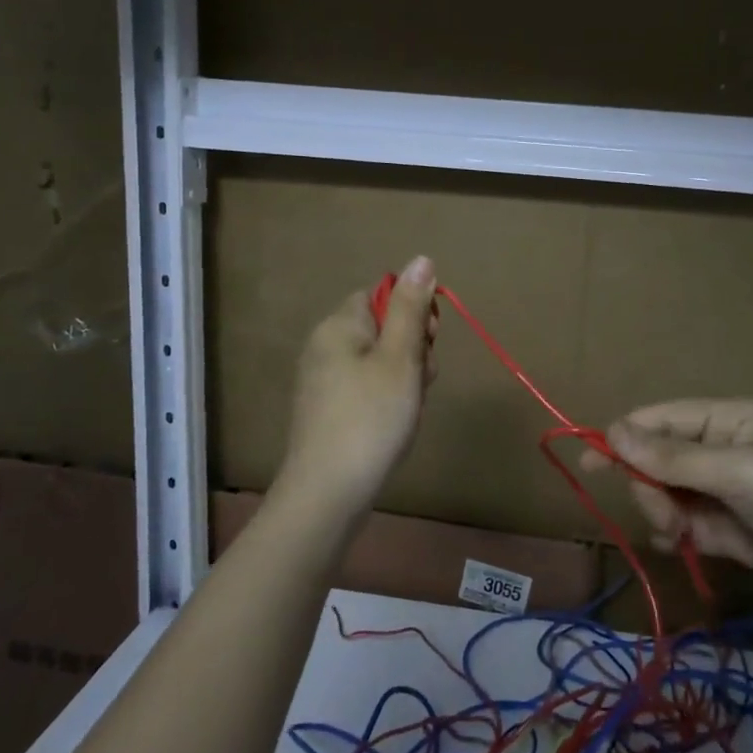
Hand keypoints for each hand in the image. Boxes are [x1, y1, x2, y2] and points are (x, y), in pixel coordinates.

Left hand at [274, 256, 438, 518]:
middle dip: (412, 348)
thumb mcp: (400, 357)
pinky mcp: (327, 410)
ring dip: (405, 376)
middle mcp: (325, 346)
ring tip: (410, 406)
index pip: (382, 295)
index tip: (429, 341)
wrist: (328, 493)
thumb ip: (411, 308)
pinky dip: (387, 398)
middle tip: (421, 379)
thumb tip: (421, 259)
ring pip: (379, 360)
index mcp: (339, 325)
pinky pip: (366, 387)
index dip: (412, 313)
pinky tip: (395, 423)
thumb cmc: (371, 418)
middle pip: (382, 327)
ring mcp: (323, 380)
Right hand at [582, 398, 752, 626]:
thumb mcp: (738, 472)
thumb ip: (672, 458)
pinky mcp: (729, 530)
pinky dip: (675, 534)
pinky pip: (684, 524)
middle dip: (650, 485)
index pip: (660, 420)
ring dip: (662, 512)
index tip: (590, 462)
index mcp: (725, 419)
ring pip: (666, 494)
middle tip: (663, 513)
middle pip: (657, 460)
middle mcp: (719, 450)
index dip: (624, 437)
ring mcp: (723, 491)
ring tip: (681, 534)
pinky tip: (680, 545)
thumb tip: (612, 432)